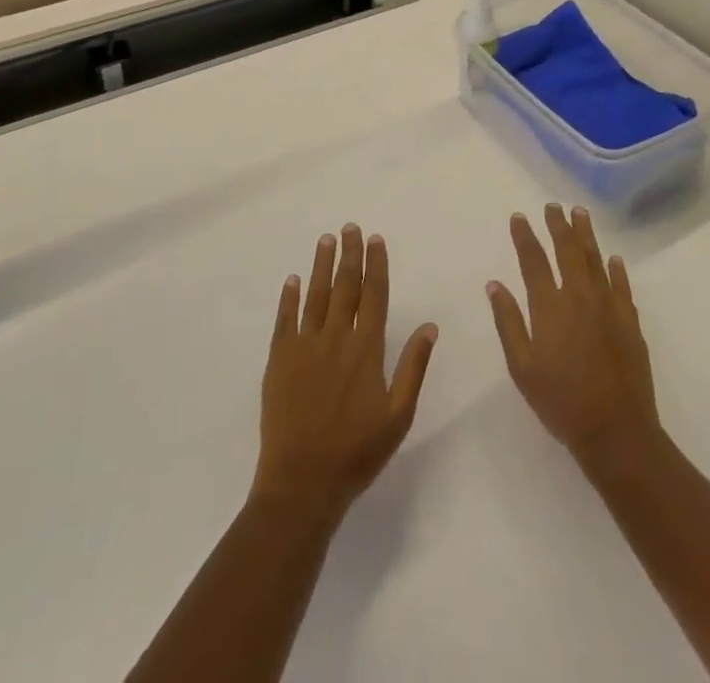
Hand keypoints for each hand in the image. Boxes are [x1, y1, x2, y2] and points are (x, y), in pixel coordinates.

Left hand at [253, 227, 437, 519]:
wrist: (302, 482)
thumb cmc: (357, 452)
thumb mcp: (398, 415)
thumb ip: (413, 367)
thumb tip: (430, 326)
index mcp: (366, 349)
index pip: (374, 295)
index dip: (376, 265)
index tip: (376, 239)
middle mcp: (336, 338)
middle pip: (344, 286)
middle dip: (349, 254)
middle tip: (350, 227)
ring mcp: (304, 346)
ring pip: (316, 295)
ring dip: (321, 265)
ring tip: (326, 239)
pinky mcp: (279, 360)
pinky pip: (285, 319)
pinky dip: (289, 298)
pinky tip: (293, 280)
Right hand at [488, 205, 659, 469]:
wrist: (617, 432)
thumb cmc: (561, 402)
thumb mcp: (522, 368)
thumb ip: (508, 322)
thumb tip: (495, 285)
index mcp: (549, 306)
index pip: (533, 260)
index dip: (524, 236)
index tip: (518, 217)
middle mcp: (579, 296)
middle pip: (567, 250)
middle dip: (558, 225)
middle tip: (552, 206)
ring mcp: (609, 306)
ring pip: (595, 259)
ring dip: (586, 234)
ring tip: (580, 213)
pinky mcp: (630, 321)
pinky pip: (622, 285)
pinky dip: (616, 269)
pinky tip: (613, 258)